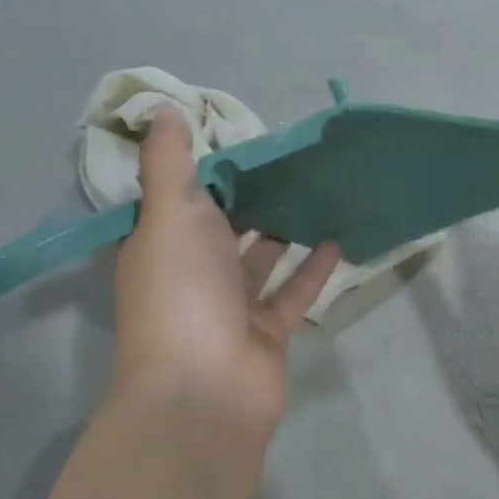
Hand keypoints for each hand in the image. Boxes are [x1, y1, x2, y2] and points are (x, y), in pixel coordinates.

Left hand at [111, 109, 340, 444]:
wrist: (206, 389)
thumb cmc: (182, 291)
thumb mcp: (169, 212)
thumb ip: (169, 162)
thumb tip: (162, 109)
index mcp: (158, 245)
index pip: (177, 199)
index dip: (203, 170)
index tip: (237, 136)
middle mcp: (191, 274)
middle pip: (223, 227)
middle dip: (250, 196)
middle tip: (288, 159)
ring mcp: (231, 306)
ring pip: (260, 259)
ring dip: (284, 229)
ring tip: (316, 190)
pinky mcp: (267, 331)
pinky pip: (293, 291)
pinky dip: (313, 267)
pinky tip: (339, 237)